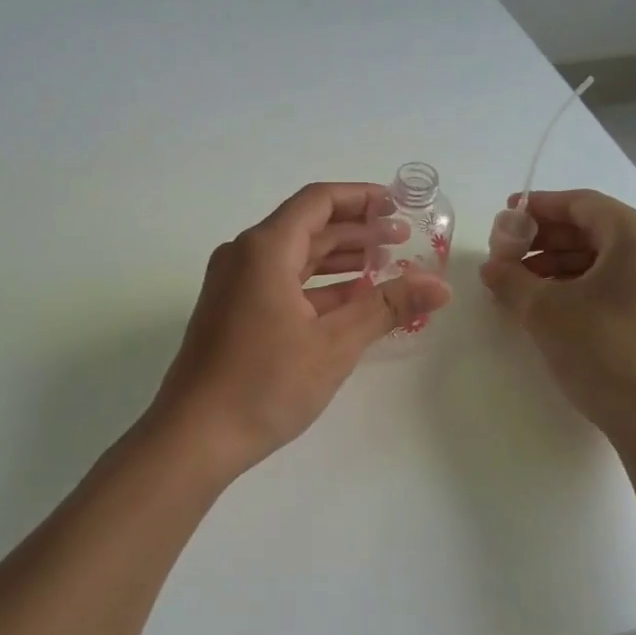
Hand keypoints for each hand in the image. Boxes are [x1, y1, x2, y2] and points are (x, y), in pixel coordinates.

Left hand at [147, 182, 451, 475]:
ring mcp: (233, 285)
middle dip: (356, 231)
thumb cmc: (265, 383)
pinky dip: (316, 287)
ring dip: (338, 260)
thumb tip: (441, 286)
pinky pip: (280, 284)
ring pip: (294, 258)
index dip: (361, 198)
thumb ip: (388, 306)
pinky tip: (350, 301)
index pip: (318, 202)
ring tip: (385, 268)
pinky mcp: (231, 313)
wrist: (194, 436)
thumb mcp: (335, 343)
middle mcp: (244, 256)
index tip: (398, 206)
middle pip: (306, 227)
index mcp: (265, 248)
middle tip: (403, 241)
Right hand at [479, 189, 635, 439]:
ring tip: (521, 284)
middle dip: (545, 239)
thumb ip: (510, 279)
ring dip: (561, 263)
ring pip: (606, 256)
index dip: (537, 208)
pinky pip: (620, 280)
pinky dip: (584, 283)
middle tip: (506, 255)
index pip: (580, 203)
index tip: (503, 218)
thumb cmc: (603, 351)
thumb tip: (492, 267)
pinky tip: (552, 303)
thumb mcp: (544, 311)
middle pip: (594, 228)